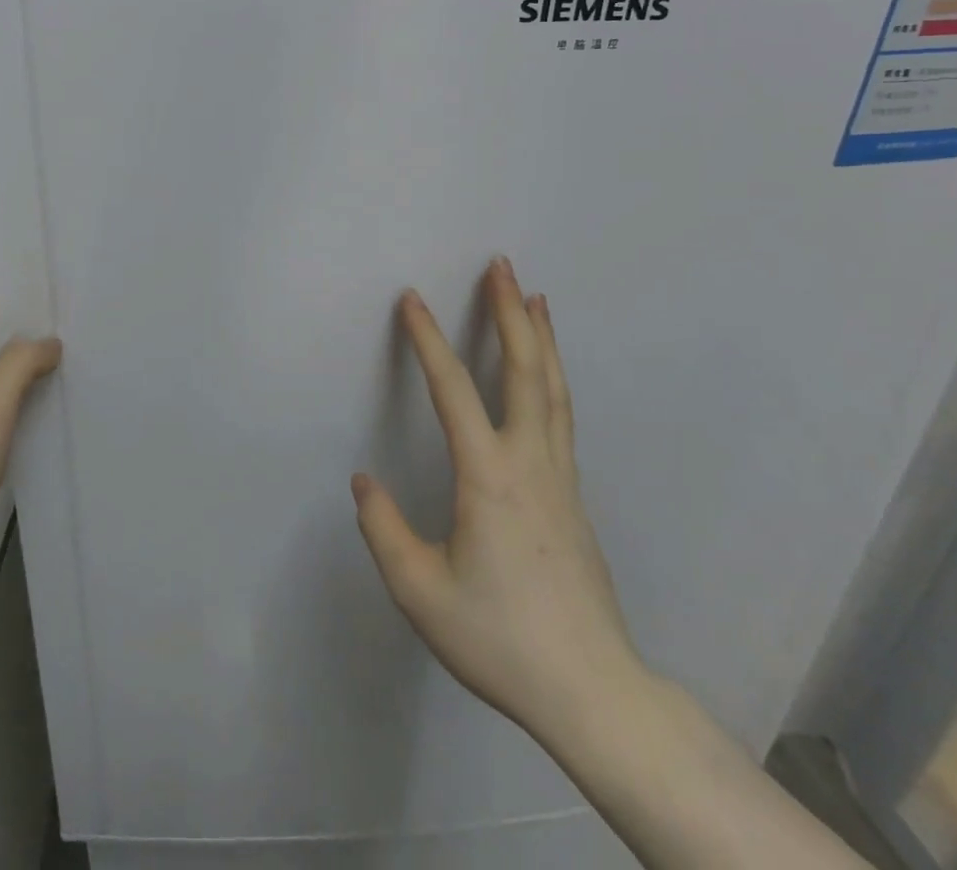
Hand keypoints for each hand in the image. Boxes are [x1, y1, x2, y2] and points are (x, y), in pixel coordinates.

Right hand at [353, 258, 647, 746]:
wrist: (593, 691)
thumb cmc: (500, 638)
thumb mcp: (421, 592)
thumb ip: (384, 530)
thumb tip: (363, 481)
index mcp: (489, 478)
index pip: (454, 390)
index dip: (428, 339)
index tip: (412, 298)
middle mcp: (531, 463)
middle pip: (527, 371)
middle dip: (511, 312)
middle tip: (502, 266)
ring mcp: (561, 478)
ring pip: (554, 390)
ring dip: (542, 337)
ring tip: (536, 297)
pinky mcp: (573, 497)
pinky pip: (562, 417)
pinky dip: (553, 376)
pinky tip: (548, 373)